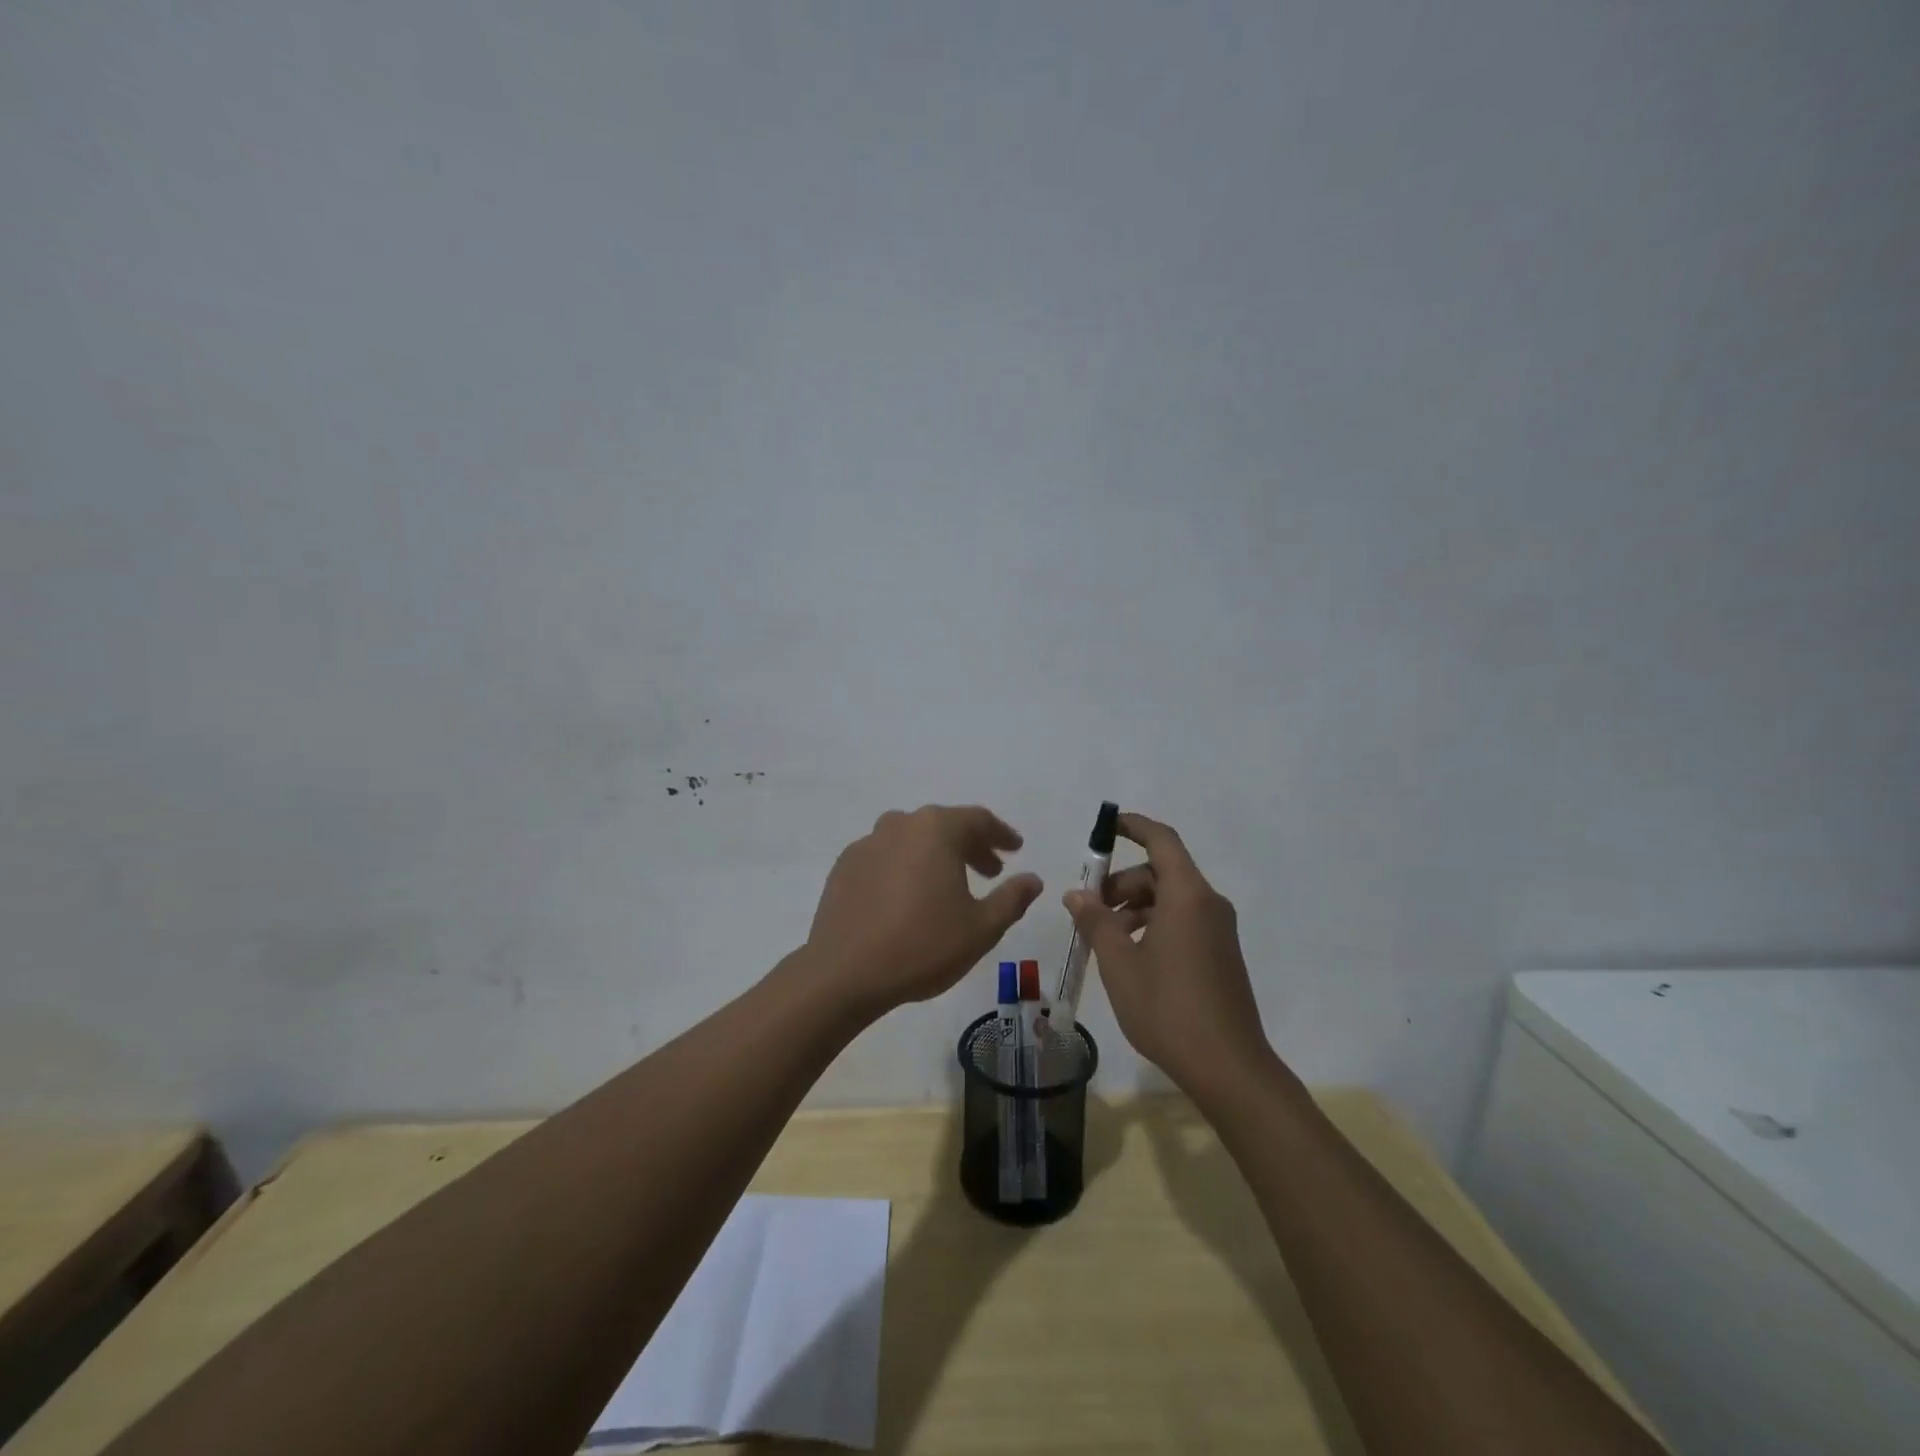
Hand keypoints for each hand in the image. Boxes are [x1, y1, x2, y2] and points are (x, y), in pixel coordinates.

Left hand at [807, 805, 1043, 1015]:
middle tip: (991, 871)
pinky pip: (885, 856)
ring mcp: (867, 843)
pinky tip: (908, 897)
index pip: (978, 820)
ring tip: (950, 884)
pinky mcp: (844, 867)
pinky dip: (905, 867)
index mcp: (936, 829)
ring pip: (912, 839)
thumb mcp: (981, 928)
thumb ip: (1011, 898)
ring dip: (936, 855)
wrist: (843, 973)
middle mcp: (900, 825)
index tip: (1015, 849)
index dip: (1001, 834)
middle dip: (971, 846)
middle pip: (944, 826)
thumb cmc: (922, 946)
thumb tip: (1033, 879)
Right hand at [1063, 811, 1279, 1102]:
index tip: (1106, 826)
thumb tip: (1077, 893)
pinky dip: (1153, 924)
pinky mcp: (1221, 953)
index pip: (1161, 840)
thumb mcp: (1119, 962)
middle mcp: (1208, 904)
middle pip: (1161, 872)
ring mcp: (1218, 930)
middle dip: (1122, 882)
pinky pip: (1182, 920)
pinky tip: (1130, 956)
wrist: (1228, 1067)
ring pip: (1170, 899)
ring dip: (1134, 906)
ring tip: (1104, 937)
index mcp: (1187, 896)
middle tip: (1089, 908)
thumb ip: (1096, 920)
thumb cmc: (1168, 1007)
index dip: (1133, 826)